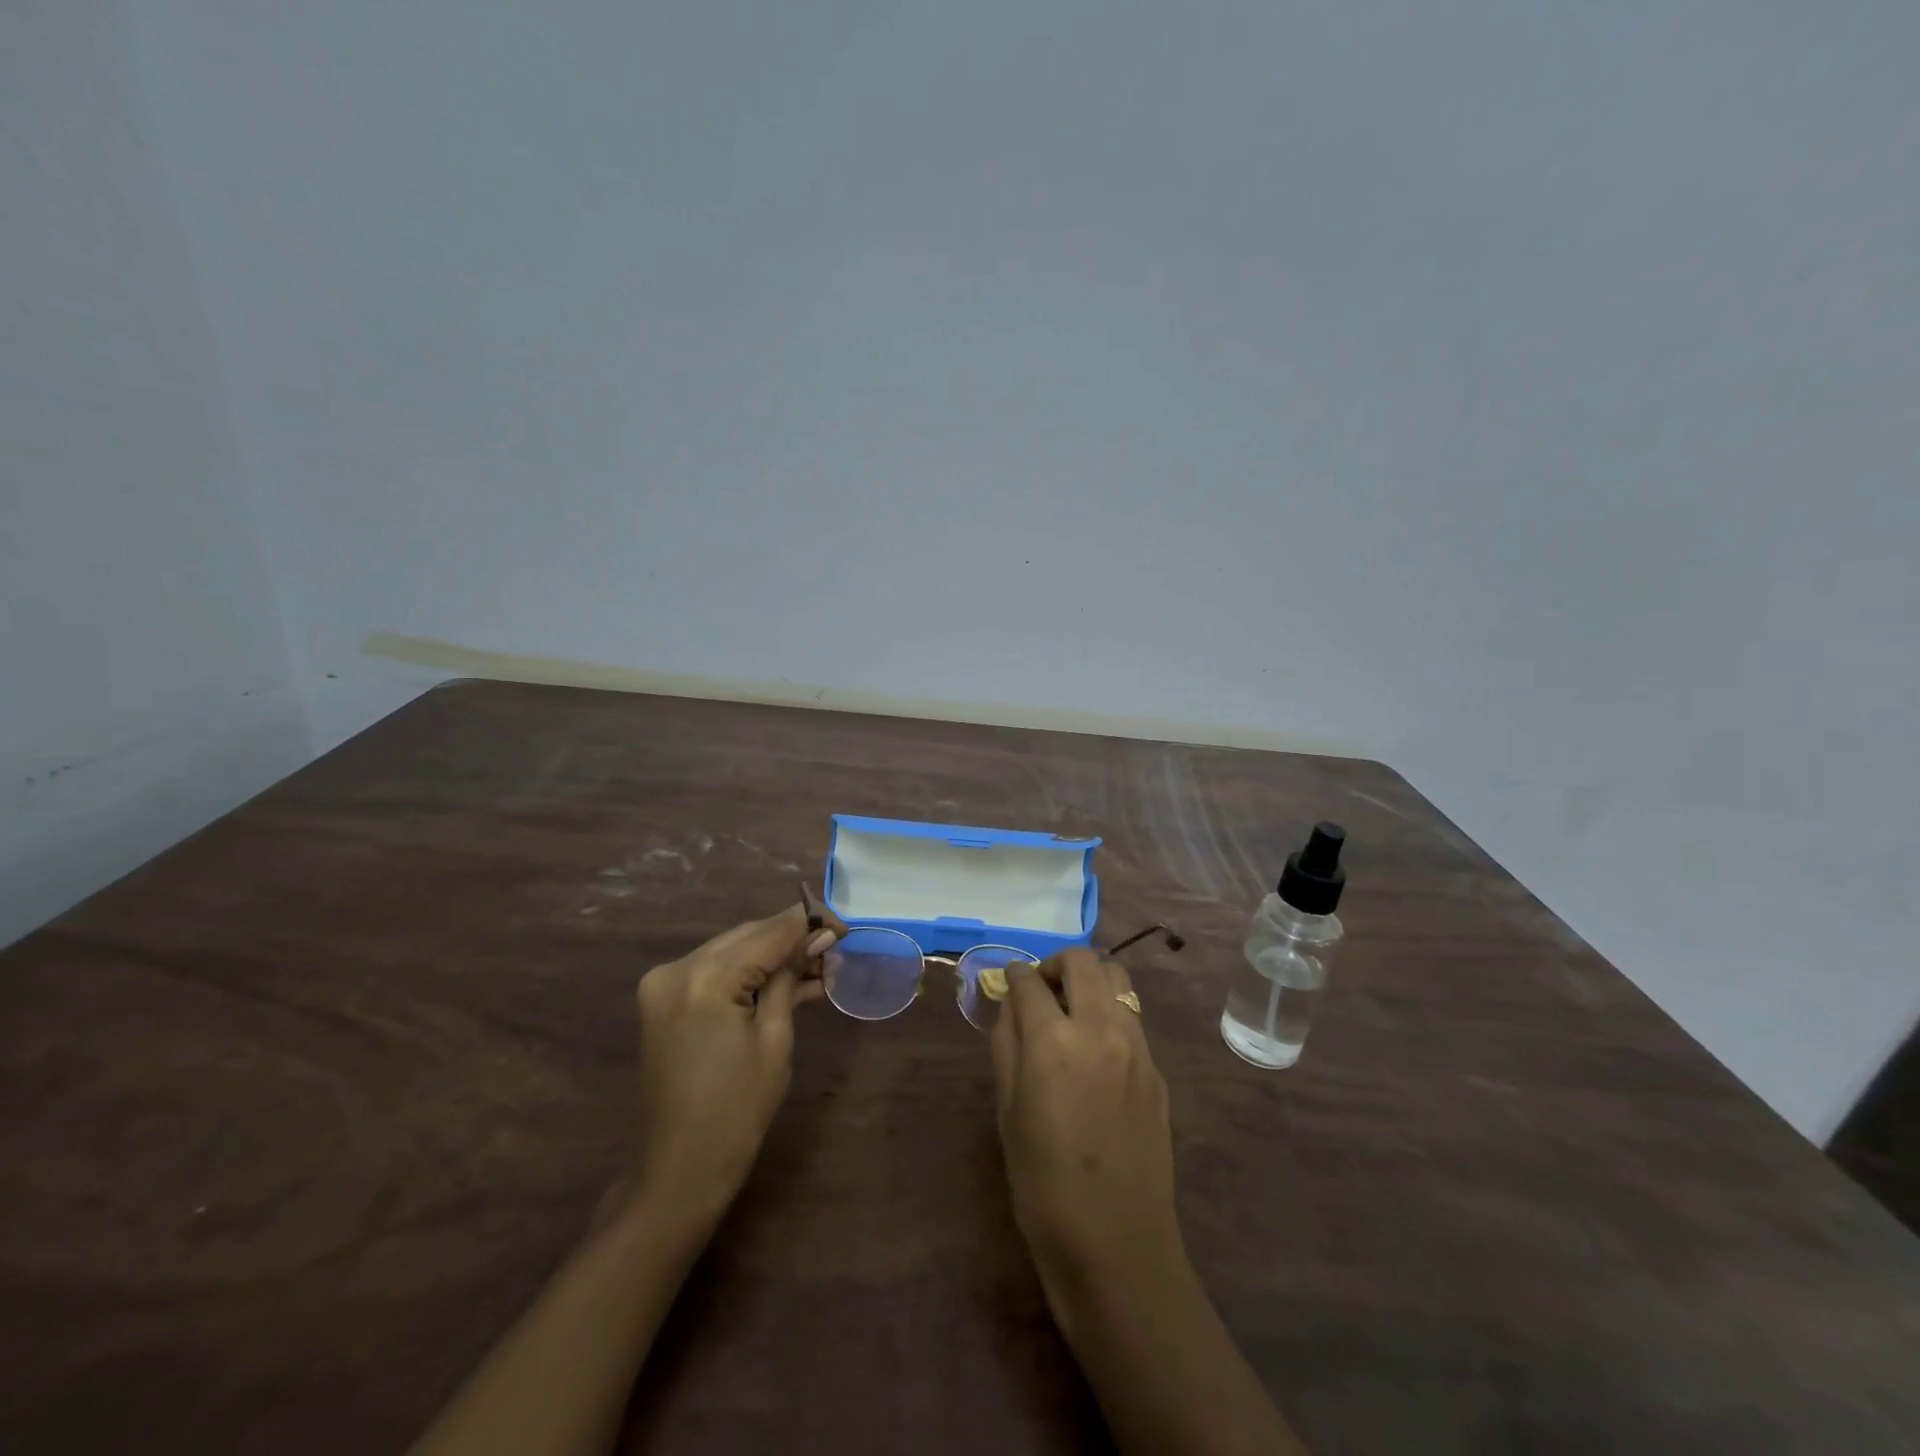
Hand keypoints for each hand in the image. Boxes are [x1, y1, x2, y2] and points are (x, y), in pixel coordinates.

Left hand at [630, 903, 842, 1226]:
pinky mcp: (665, 1001)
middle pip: (748, 936)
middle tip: (837, 946)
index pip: (768, 932)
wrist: (678, 1172)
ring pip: (733, 950)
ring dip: (774, 955)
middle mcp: (677, 969)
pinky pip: (716, 972)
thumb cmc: (737, 1111)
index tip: (845, 926)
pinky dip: (750, 973)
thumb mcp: (774, 1039)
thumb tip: (817, 938)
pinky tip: (788, 981)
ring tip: (821, 965)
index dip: (810, 923)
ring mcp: (665, 985)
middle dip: (793, 937)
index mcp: (704, 978)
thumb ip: (790, 978)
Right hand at [991, 948, 1182, 1311]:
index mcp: (1053, 1041)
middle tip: (1041, 989)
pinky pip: (1133, 1018)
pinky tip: (1097, 1053)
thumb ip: (1006, 1045)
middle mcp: (1101, 1028)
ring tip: (1072, 1012)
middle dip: (1056, 964)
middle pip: (1083, 961)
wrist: (1116, 1246)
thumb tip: (1010, 1006)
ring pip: (1118, 980)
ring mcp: (1138, 1047)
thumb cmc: (1043, 1186)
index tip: (1008, 981)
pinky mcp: (1158, 1070)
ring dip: (1090, 982)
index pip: (1029, 981)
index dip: (1014, 975)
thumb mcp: (1008, 1112)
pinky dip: (1110, 1015)